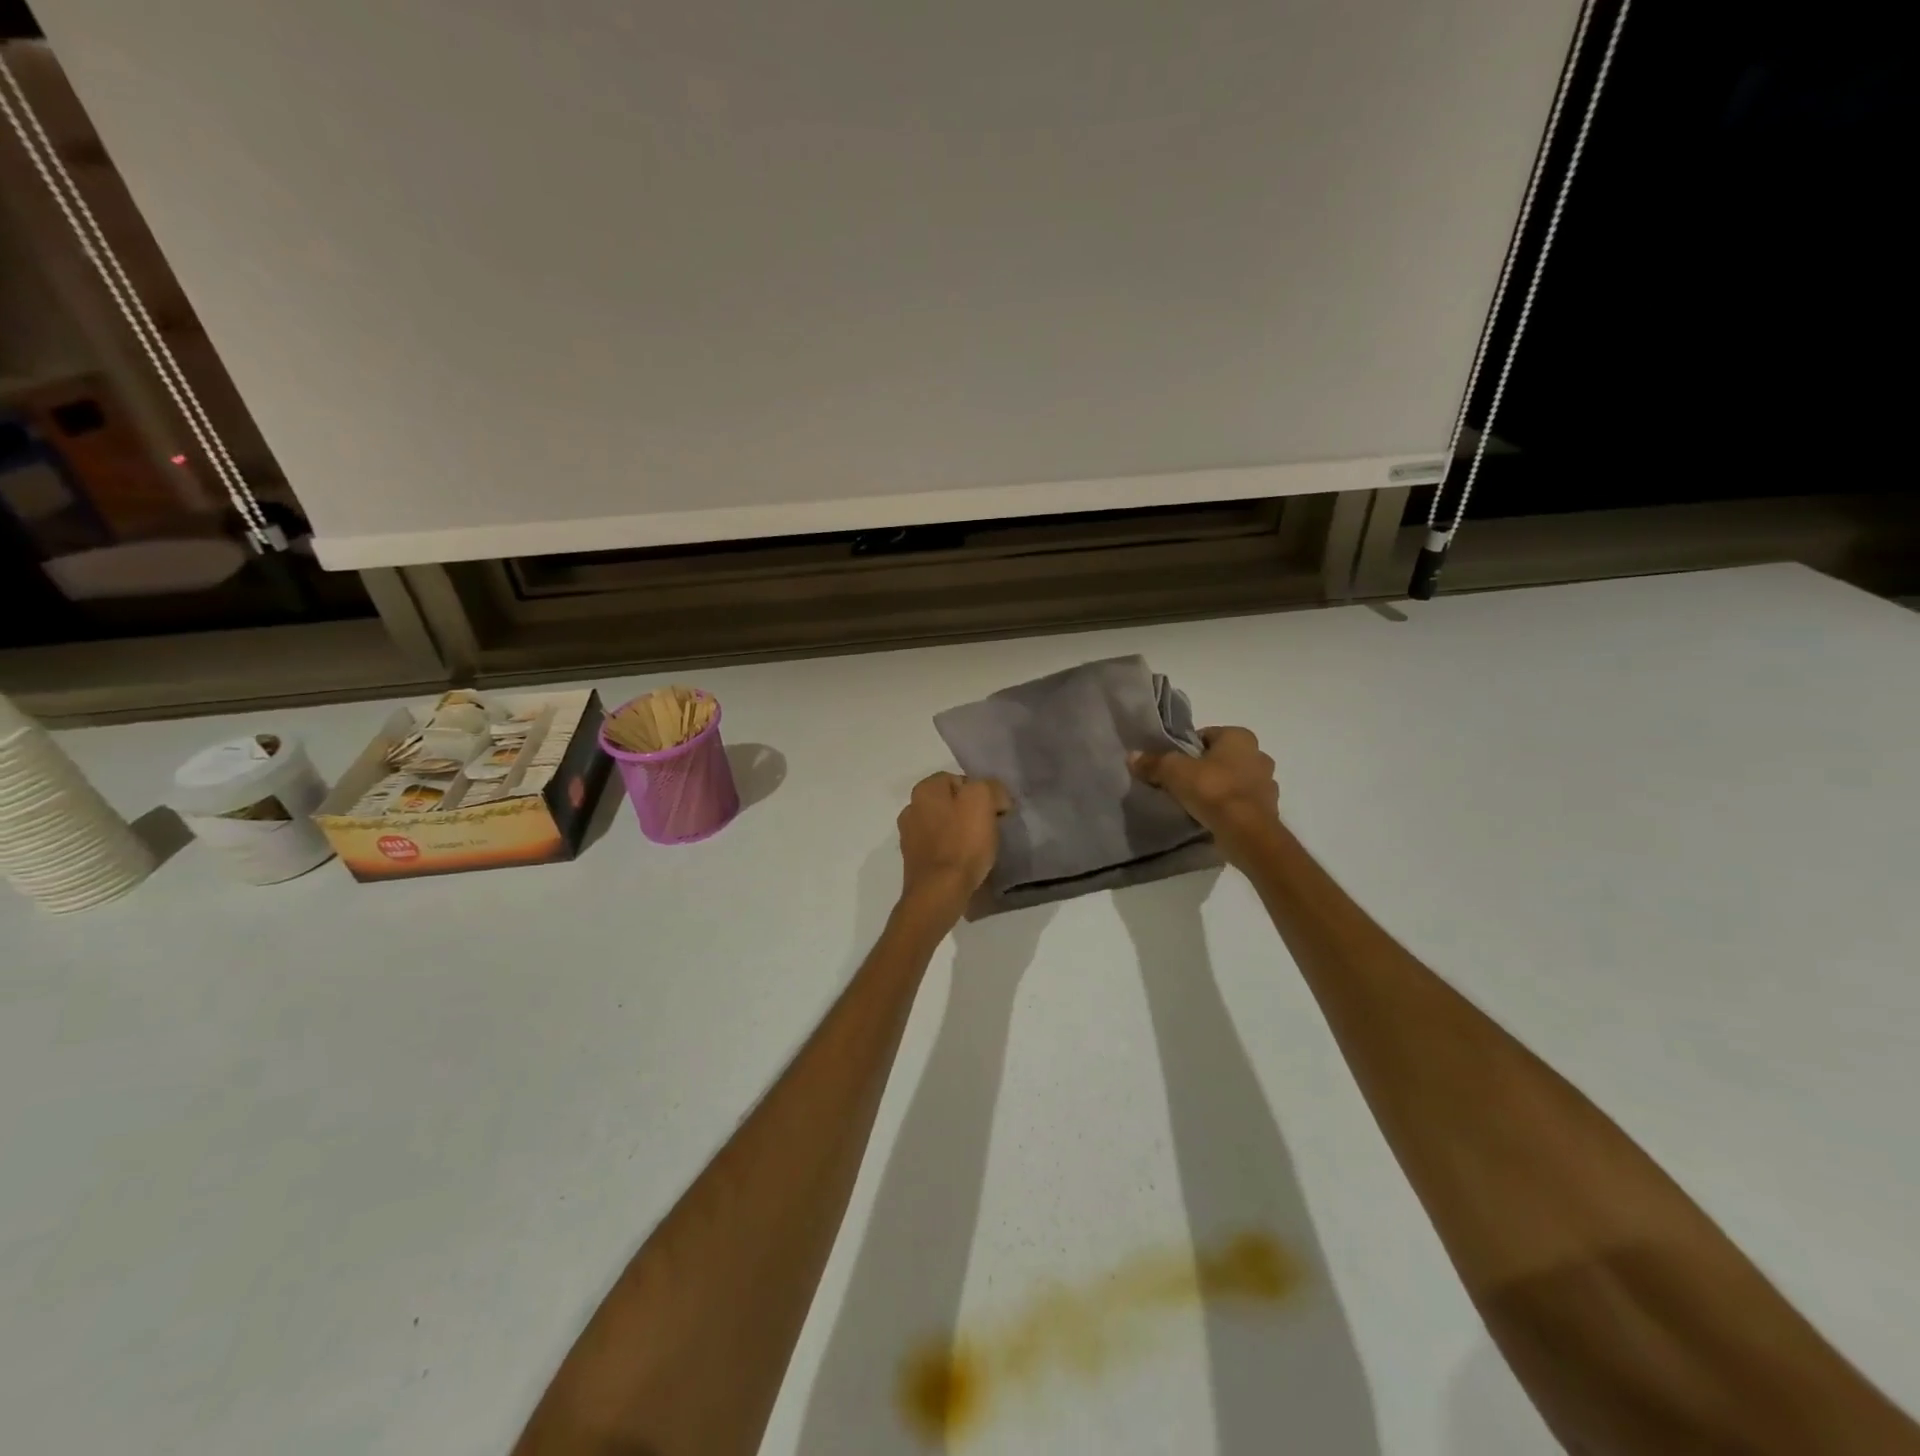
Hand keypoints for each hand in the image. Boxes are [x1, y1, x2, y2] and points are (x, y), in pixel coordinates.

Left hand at [896, 772, 1011, 921]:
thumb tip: (995, 797)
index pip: (959, 779)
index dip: (981, 793)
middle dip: (969, 813)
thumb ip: (990, 787)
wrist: (940, 892)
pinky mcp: (913, 861)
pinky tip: (964, 863)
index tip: (995, 812)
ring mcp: (909, 836)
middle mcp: (911, 808)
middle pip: (950, 803)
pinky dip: (951, 852)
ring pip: (944, 825)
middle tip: (989, 829)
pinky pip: (939, 847)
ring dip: (960, 833)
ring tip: (979, 849)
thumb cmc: (962, 842)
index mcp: (924, 789)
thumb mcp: (982, 800)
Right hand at [1130, 727, 1279, 867]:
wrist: (1247, 832)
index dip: (1186, 749)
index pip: (1207, 735)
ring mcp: (1267, 784)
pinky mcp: (1269, 810)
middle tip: (1181, 784)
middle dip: (1204, 768)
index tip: (1172, 766)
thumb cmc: (1213, 790)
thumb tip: (1132, 757)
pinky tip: (1211, 818)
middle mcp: (1259, 755)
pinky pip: (1242, 803)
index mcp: (1240, 737)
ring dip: (1218, 788)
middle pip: (1222, 758)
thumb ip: (1153, 763)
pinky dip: (1229, 808)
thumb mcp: (1173, 772)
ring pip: (1234, 781)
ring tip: (1195, 803)